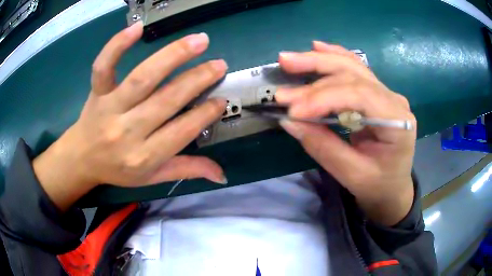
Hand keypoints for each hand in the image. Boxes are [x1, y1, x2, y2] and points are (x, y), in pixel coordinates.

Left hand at [33, 22, 227, 210]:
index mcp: (143, 157)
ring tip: (199, 41)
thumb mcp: (152, 177)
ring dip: (173, 56)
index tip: (221, 100)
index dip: (204, 114)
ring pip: (143, 78)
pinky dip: (117, 45)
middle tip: (219, 65)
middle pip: (166, 100)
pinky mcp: (97, 92)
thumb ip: (186, 170)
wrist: (82, 158)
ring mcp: (109, 108)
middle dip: (197, 80)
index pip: (181, 132)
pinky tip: (137, 29)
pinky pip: (104, 67)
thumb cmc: (117, 169)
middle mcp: (127, 132)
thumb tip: (221, 175)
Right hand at [275, 42, 416, 225]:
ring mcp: (385, 93)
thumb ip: (323, 147)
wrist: (392, 186)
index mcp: (398, 121)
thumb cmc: (377, 185)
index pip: (359, 95)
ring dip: (319, 61)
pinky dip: (334, 57)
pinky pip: (355, 68)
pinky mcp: (375, 93)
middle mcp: (394, 99)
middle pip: (353, 75)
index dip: (323, 98)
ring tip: (289, 60)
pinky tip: (317, 47)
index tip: (292, 110)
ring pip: (351, 66)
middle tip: (283, 80)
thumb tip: (290, 121)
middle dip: (315, 77)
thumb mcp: (352, 175)